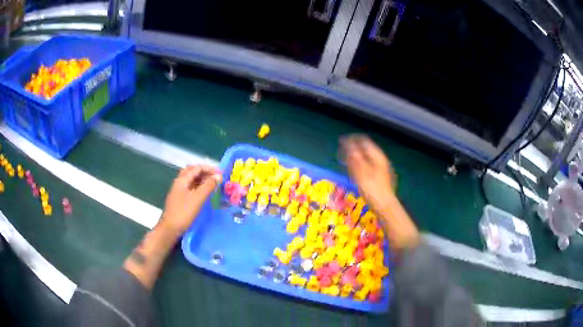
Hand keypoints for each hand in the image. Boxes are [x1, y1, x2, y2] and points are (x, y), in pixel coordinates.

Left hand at [159, 165, 221, 234]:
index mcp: (182, 180)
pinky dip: (198, 187)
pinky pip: (190, 188)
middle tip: (216, 177)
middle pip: (192, 172)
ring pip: (191, 180)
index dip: (209, 169)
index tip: (221, 174)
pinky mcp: (180, 199)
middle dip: (205, 172)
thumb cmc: (184, 212)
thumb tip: (218, 176)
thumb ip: (208, 186)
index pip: (197, 168)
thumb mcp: (198, 198)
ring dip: (202, 179)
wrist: (170, 228)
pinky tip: (204, 193)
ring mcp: (178, 191)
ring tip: (212, 184)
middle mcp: (179, 182)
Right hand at [340, 135, 394, 212]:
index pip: (364, 141)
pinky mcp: (380, 178)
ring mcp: (382, 169)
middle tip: (341, 154)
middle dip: (353, 149)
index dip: (352, 139)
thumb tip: (347, 142)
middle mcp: (381, 160)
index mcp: (377, 155)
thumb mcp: (360, 170)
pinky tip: (354, 173)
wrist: (384, 205)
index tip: (341, 142)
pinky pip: (369, 167)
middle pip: (365, 149)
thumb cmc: (372, 188)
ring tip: (345, 163)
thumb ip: (354, 155)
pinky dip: (360, 166)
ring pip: (367, 159)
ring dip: (356, 158)